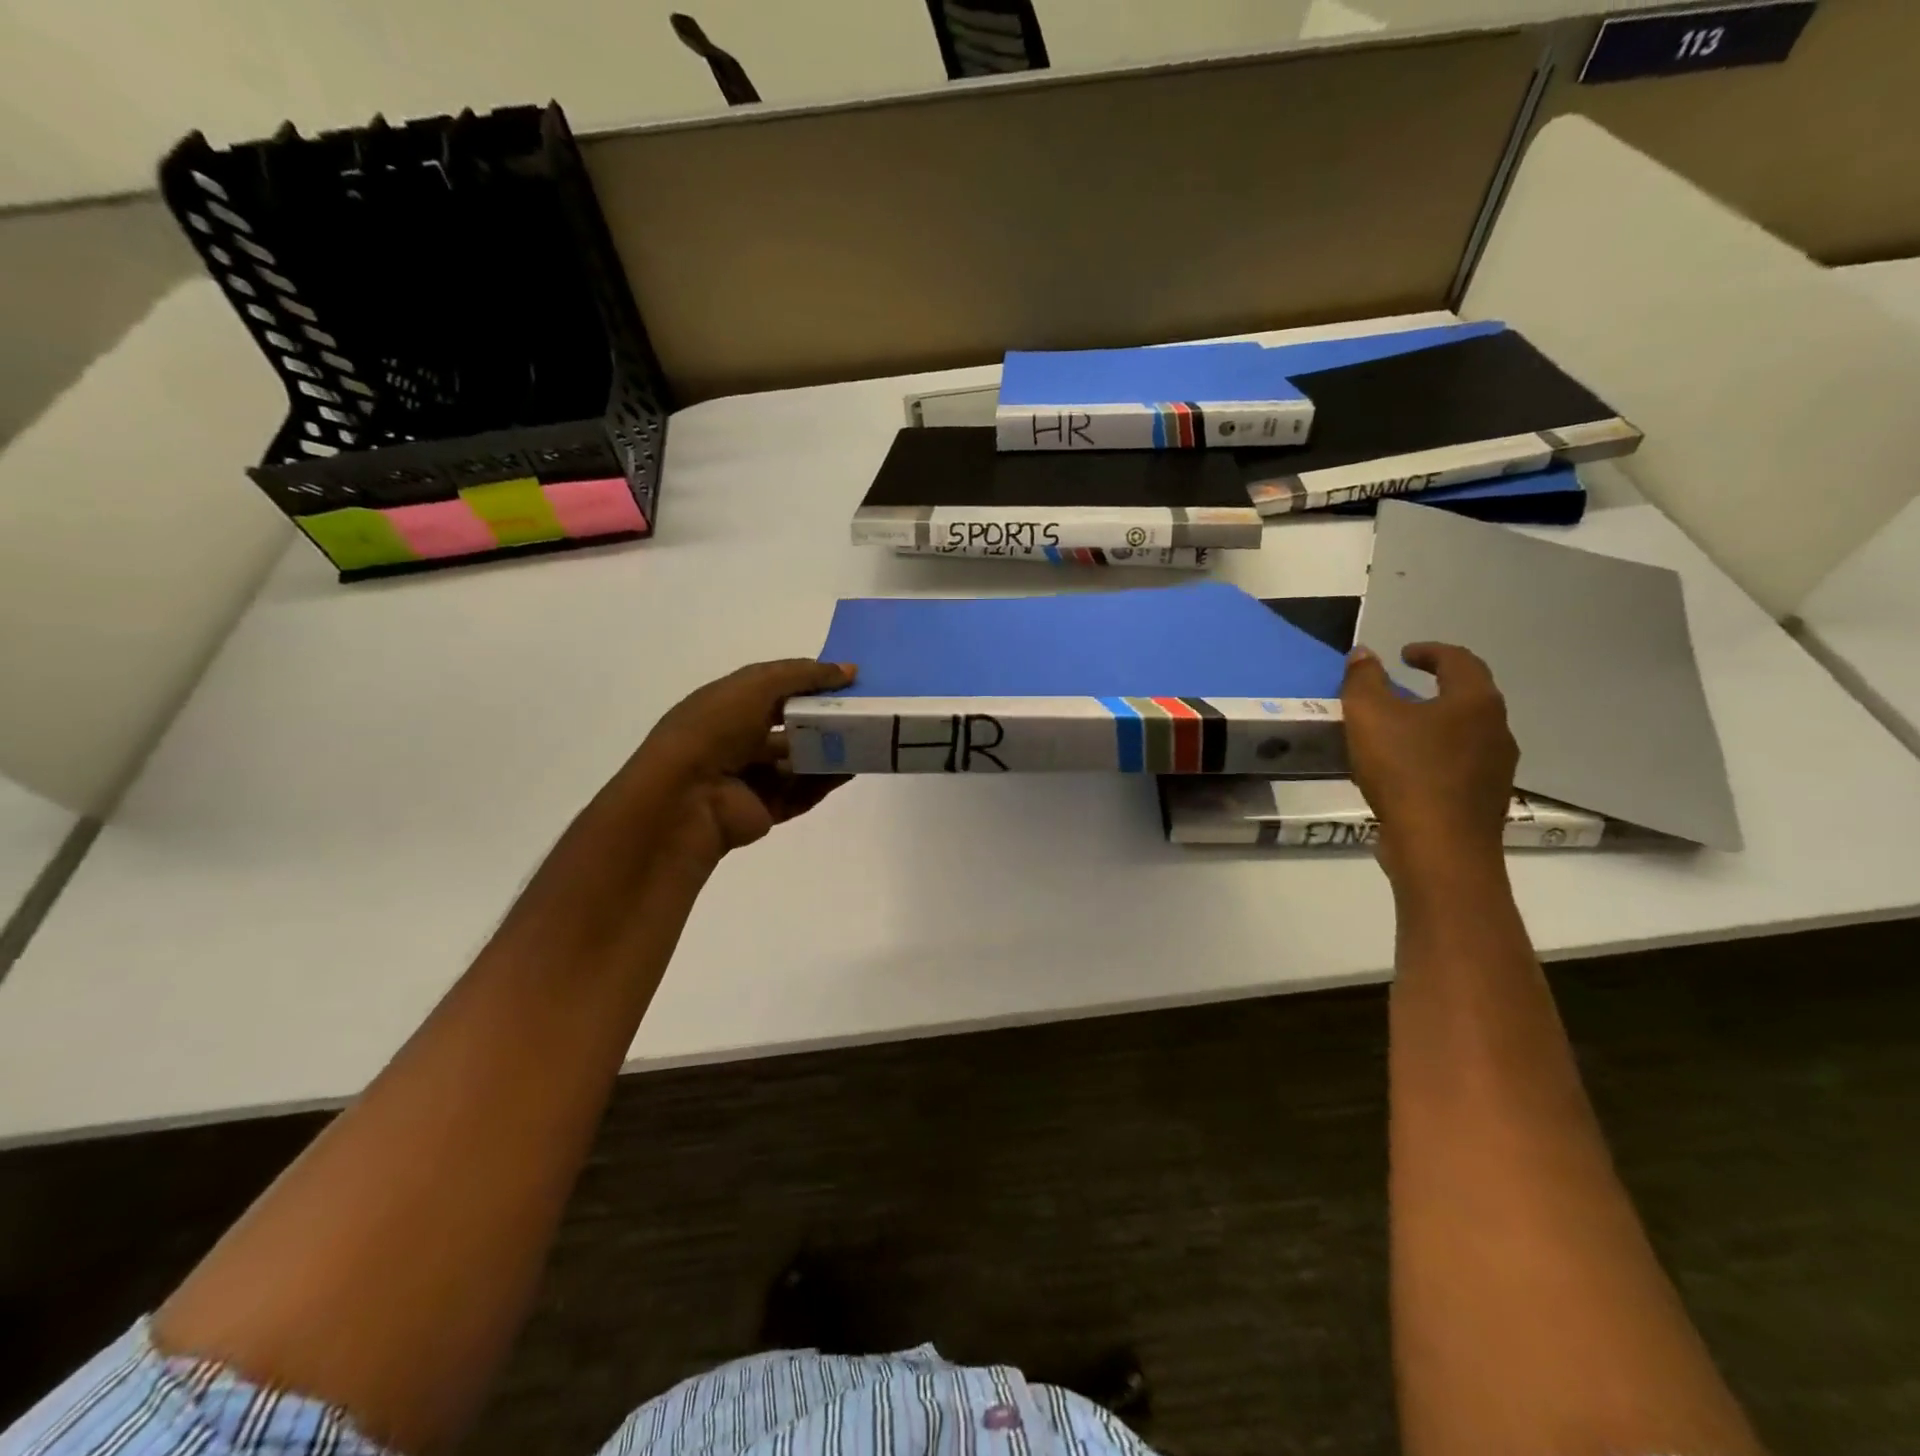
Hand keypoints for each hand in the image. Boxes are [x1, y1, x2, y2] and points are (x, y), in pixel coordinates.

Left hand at [606, 658, 857, 867]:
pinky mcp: (766, 808)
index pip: (774, 688)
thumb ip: (803, 674)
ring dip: (830, 749)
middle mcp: (737, 739)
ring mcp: (751, 777)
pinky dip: (827, 780)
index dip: (808, 681)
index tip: (848, 678)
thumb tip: (849, 669)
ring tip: (866, 738)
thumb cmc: (715, 729)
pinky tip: (853, 768)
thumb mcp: (757, 685)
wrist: (686, 797)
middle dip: (823, 717)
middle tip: (863, 709)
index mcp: (726, 705)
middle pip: (790, 725)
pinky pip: (802, 791)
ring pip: (799, 760)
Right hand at [1341, 642, 1517, 868]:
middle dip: (1435, 688)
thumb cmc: (1405, 771)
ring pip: (1465, 733)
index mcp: (1475, 701)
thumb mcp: (1369, 716)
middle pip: (1468, 696)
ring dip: (1435, 725)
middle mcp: (1497, 729)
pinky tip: (1407, 771)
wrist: (1439, 847)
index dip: (1430, 652)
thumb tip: (1364, 654)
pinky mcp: (1485, 800)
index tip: (1403, 654)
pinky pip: (1460, 765)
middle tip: (1401, 690)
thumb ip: (1363, 680)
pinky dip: (1435, 756)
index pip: (1459, 660)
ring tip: (1399, 732)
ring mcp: (1497, 768)